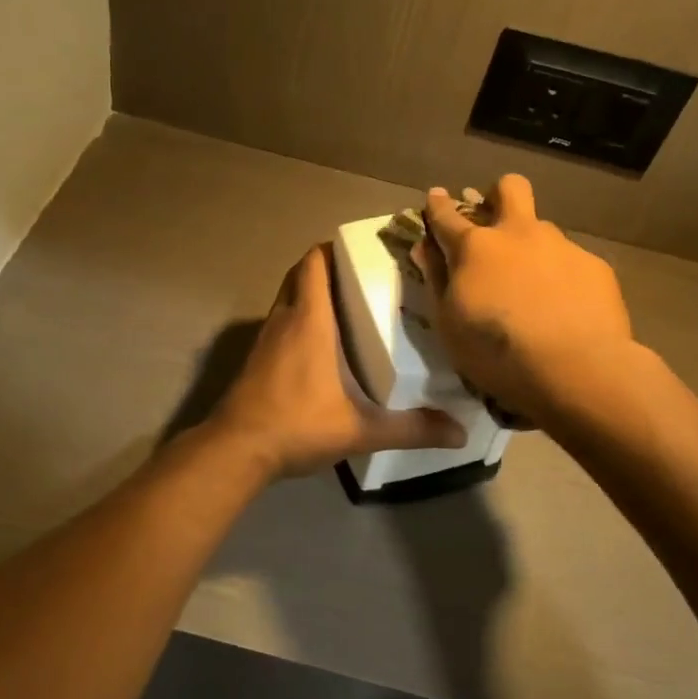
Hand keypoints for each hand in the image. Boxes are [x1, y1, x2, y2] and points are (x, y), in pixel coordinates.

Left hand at [212, 245, 465, 479]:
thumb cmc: (298, 424)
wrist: (236, 450)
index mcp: (309, 320)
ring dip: (312, 294)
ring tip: (350, 307)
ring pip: (288, 298)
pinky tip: (323, 346)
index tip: (364, 251)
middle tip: (363, 278)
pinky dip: (299, 320)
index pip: (314, 262)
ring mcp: (266, 339)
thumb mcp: (361, 429)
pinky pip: (281, 323)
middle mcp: (284, 319)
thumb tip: (461, 433)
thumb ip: (411, 428)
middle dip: (328, 268)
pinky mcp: (257, 359)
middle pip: (301, 274)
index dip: (334, 248)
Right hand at [419, 176, 635, 420]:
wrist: (576, 369)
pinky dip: (562, 277)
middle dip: (498, 194)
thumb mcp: (448, 323)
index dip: (437, 204)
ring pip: (543, 229)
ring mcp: (560, 246)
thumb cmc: (496, 352)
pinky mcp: (595, 266)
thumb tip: (425, 247)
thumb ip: (436, 279)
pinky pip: (571, 261)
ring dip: (532, 247)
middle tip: (495, 220)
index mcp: (475, 247)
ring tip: (534, 287)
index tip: (435, 197)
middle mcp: (518, 234)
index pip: (446, 215)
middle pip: (509, 188)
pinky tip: (566, 308)